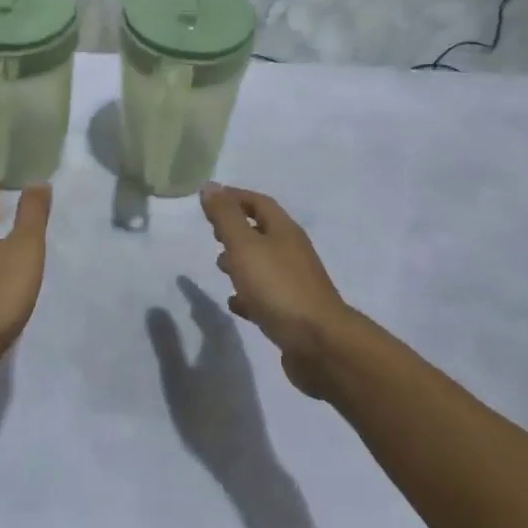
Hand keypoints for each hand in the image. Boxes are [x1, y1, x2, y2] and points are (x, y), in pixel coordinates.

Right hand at [200, 184, 368, 397]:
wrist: (319, 343)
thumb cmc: (278, 287)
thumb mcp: (244, 246)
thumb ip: (225, 216)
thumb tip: (209, 185)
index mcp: (284, 231)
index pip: (259, 202)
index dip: (234, 197)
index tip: (209, 200)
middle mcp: (292, 252)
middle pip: (263, 232)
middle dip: (237, 229)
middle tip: (212, 234)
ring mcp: (295, 283)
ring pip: (264, 264)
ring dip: (241, 261)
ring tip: (219, 267)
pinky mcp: (293, 312)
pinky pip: (266, 296)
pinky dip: (248, 294)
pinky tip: (234, 303)